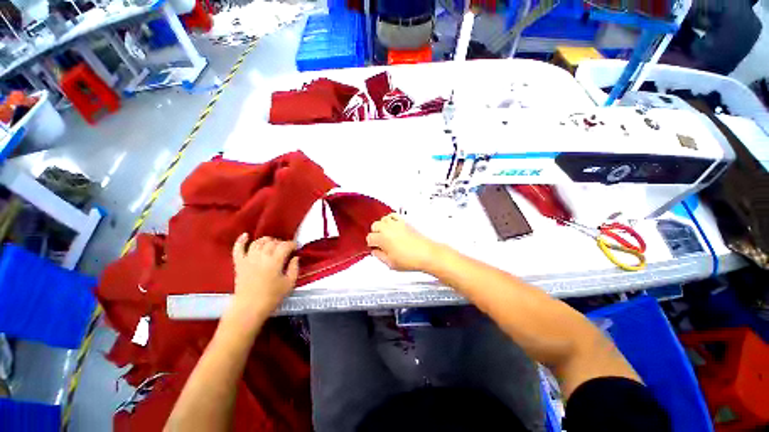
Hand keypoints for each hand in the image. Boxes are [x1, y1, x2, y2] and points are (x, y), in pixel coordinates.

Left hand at [230, 234, 298, 324]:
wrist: (248, 309)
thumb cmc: (272, 297)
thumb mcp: (290, 284)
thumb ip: (294, 268)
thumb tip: (295, 257)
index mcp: (275, 261)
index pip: (285, 245)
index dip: (292, 244)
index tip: (296, 247)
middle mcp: (261, 256)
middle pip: (272, 242)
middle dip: (281, 243)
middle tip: (286, 248)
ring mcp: (248, 259)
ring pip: (258, 242)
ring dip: (267, 240)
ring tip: (272, 243)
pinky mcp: (239, 264)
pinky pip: (238, 249)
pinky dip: (241, 240)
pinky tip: (246, 235)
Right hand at [366, 213, 438, 271]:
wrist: (427, 254)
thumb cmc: (411, 259)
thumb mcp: (390, 263)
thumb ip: (379, 256)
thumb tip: (375, 252)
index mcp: (382, 239)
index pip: (370, 238)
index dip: (371, 244)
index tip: (375, 248)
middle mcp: (388, 228)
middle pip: (374, 226)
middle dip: (375, 233)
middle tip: (379, 241)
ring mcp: (397, 223)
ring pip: (383, 219)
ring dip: (382, 226)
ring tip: (385, 234)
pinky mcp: (404, 222)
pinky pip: (393, 215)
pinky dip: (390, 219)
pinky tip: (392, 225)